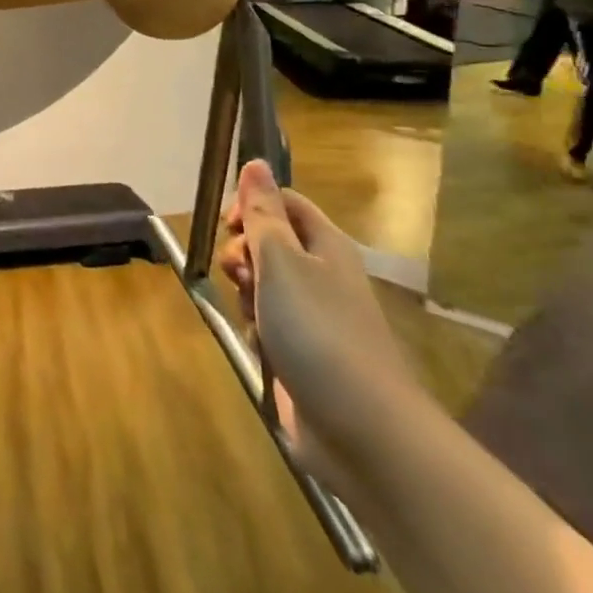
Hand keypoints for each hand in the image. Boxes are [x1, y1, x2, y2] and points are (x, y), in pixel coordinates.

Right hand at [214, 161, 423, 492]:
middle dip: (243, 254)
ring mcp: (314, 316)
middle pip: (269, 243)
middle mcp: (322, 274)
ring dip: (246, 293)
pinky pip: (266, 322)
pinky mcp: (303, 352)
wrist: (362, 430)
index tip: (230, 227)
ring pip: (262, 284)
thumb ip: (263, 213)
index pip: (283, 202)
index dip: (252, 206)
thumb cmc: (318, 331)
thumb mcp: (281, 260)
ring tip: (253, 315)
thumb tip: (256, 162)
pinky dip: (256, 329)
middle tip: (240, 274)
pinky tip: (259, 346)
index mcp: (325, 244)